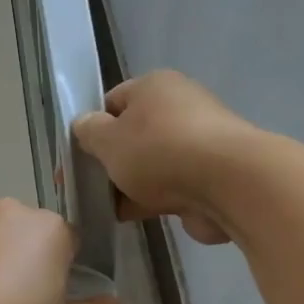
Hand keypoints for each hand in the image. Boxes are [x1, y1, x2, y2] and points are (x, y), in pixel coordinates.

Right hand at [72, 71, 259, 244]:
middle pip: (133, 135)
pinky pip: (169, 187)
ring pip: (150, 165)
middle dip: (110, 161)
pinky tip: (128, 217)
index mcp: (154, 87)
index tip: (76, 158)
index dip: (91, 128)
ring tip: (102, 207)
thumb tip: (84, 126)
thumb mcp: (108, 139)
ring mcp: (197, 144)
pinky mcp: (209, 176)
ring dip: (128, 184)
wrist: (227, 184)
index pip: (113, 102)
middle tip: (85, 186)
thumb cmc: (159, 151)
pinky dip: (150, 200)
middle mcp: (179, 108)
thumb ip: (88, 132)